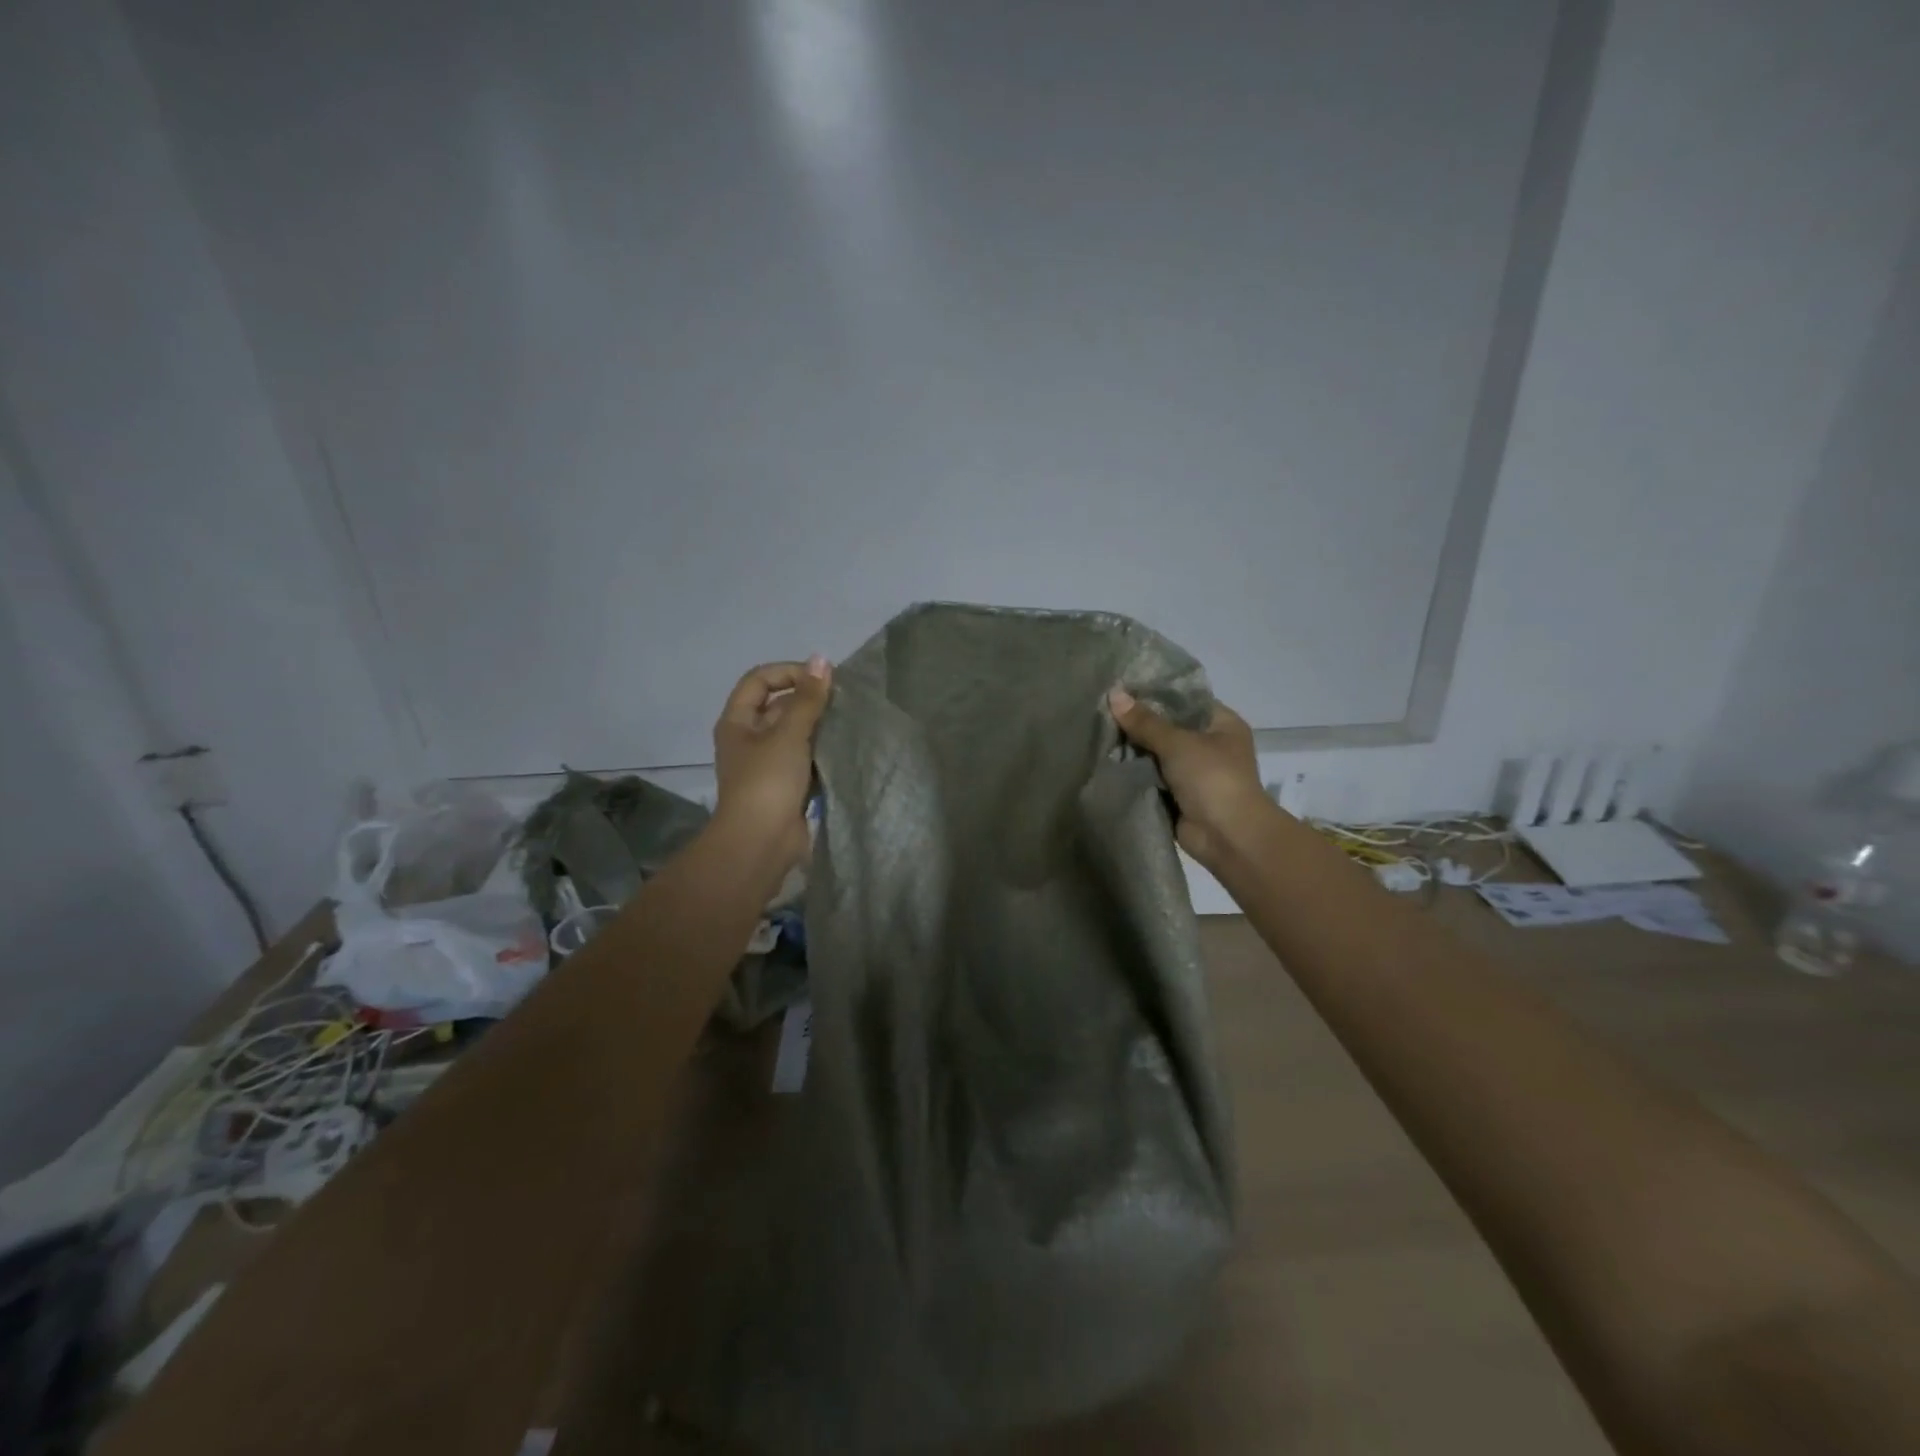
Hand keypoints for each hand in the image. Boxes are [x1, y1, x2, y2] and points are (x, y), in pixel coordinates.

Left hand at [714, 657, 832, 871]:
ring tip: (849, 721)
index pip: (760, 680)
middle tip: (843, 700)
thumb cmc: (768, 782)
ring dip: (818, 726)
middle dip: (808, 699)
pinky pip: (806, 758)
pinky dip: (822, 751)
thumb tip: (821, 659)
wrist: (762, 843)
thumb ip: (807, 698)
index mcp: (737, 722)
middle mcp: (749, 739)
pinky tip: (845, 747)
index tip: (821, 679)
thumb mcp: (789, 734)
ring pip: (795, 733)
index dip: (788, 672)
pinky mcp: (786, 786)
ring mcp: (767, 764)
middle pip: (778, 706)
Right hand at [1108, 687, 1275, 868]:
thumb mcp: (1178, 742)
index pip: (1185, 699)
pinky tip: (1106, 759)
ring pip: (1157, 753)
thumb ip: (1145, 721)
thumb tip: (1113, 694)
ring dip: (1133, 749)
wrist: (1228, 836)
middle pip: (1168, 727)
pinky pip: (1151, 777)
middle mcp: (1210, 745)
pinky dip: (1134, 772)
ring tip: (1098, 731)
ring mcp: (1194, 773)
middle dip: (1139, 722)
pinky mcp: (1178, 795)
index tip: (1122, 686)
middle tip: (1102, 709)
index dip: (1155, 692)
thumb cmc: (1212, 778)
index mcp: (1222, 724)